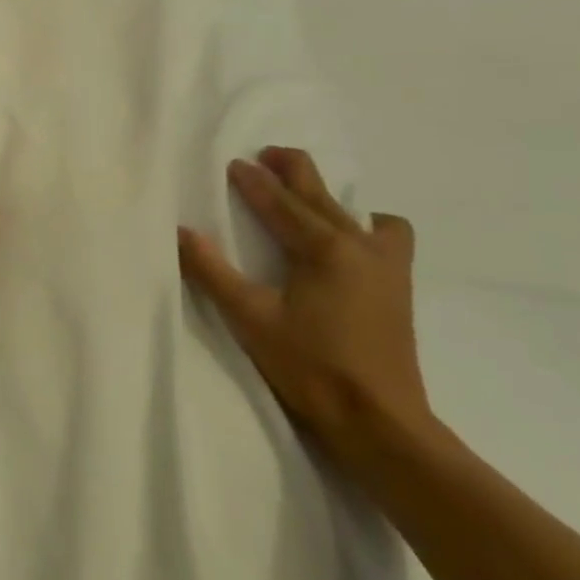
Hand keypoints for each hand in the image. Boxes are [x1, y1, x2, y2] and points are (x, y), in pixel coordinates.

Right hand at [178, 148, 433, 468]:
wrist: (380, 423)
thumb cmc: (311, 368)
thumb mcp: (250, 319)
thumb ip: (212, 271)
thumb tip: (181, 231)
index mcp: (322, 247)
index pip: (279, 202)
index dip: (252, 181)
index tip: (232, 163)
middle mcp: (358, 244)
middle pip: (319, 193)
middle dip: (290, 170)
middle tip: (266, 156)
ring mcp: (386, 265)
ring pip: (354, 210)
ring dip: (325, 195)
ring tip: (304, 198)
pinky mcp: (398, 286)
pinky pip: (388, 236)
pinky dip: (369, 226)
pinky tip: (353, 240)